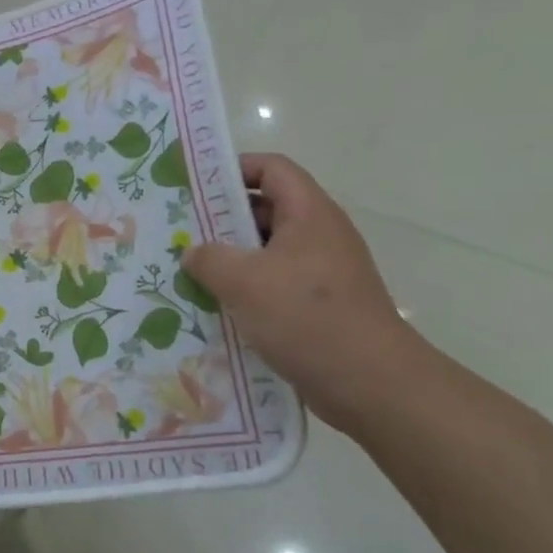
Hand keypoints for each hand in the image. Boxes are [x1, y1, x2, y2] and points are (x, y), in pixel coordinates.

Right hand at [181, 154, 420, 432]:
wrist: (371, 384)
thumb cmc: (306, 317)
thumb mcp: (244, 281)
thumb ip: (209, 258)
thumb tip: (193, 252)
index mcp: (310, 214)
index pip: (272, 168)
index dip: (234, 168)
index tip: (196, 186)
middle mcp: (320, 235)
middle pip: (267, 208)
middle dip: (223, 217)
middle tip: (182, 231)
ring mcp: (322, 272)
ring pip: (268, 250)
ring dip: (231, 258)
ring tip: (190, 270)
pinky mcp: (320, 305)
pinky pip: (276, 283)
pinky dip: (247, 288)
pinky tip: (216, 306)